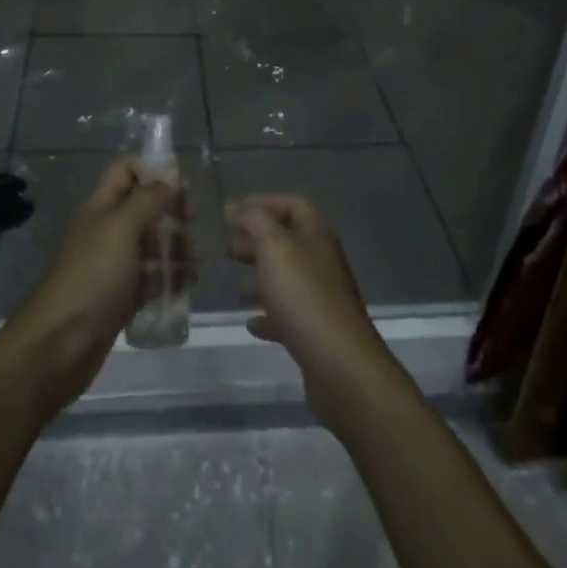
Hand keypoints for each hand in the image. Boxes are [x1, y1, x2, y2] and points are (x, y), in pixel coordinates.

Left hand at [2, 159, 180, 419]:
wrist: (58, 345)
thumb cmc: (92, 277)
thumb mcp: (121, 228)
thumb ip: (148, 199)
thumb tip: (170, 177)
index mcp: (101, 206)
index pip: (126, 169)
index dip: (153, 171)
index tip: (181, 190)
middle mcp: (107, 230)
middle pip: (145, 207)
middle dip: (172, 213)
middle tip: (192, 229)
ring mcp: (114, 265)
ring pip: (152, 244)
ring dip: (176, 248)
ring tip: (195, 265)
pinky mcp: (121, 297)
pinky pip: (151, 279)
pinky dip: (170, 279)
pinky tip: (187, 287)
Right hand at [226, 194, 407, 434]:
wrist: (339, 365)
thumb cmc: (303, 297)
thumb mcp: (274, 248)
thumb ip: (255, 222)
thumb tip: (238, 208)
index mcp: (317, 237)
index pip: (293, 205)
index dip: (263, 203)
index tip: (231, 212)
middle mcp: (323, 262)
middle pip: (289, 240)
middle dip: (257, 239)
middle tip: (227, 248)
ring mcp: (322, 297)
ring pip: (287, 277)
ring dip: (261, 276)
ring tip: (234, 283)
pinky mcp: (317, 330)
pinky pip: (289, 314)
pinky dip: (268, 314)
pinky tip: (251, 323)